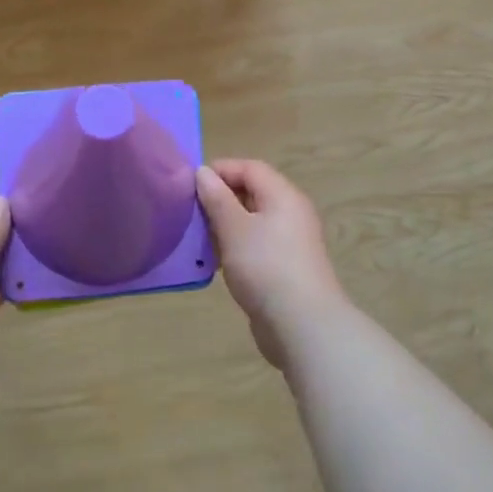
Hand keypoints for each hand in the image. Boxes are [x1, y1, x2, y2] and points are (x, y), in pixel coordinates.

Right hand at [195, 159, 349, 370]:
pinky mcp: (286, 268)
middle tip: (192, 212)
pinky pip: (257, 246)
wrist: (302, 324)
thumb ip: (217, 198)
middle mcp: (291, 213)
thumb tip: (204, 172)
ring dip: (226, 226)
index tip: (190, 184)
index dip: (221, 170)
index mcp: (283, 196)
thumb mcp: (234, 228)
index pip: (251, 167)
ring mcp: (290, 242)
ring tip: (200, 239)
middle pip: (253, 193)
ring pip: (253, 222)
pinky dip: (236, 248)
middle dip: (221, 198)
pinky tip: (217, 264)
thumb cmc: (265, 266)